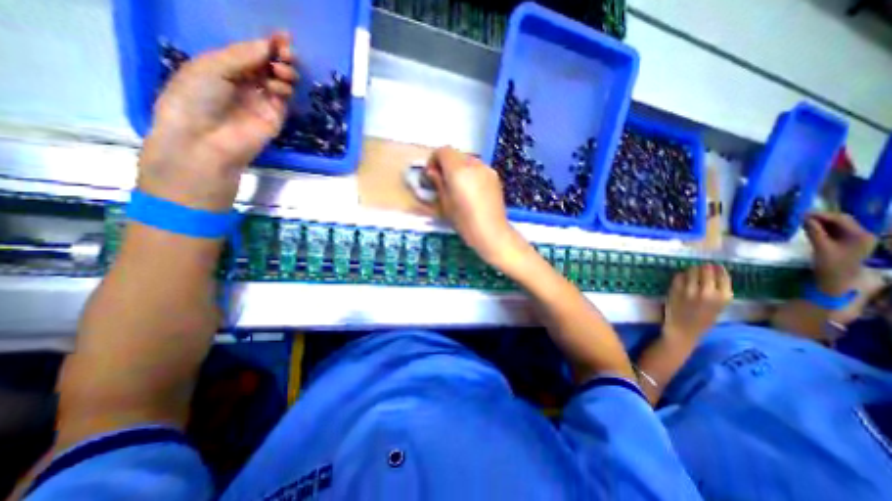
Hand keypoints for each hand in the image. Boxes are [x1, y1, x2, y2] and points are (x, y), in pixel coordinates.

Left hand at [136, 32, 295, 211]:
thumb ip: (243, 55)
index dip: (268, 43)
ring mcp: (262, 101)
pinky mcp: (275, 117)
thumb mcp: (212, 66)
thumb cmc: (196, 98)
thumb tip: (269, 45)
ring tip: (281, 72)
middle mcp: (246, 82)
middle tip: (286, 53)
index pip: (252, 52)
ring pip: (281, 81)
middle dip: (280, 56)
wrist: (206, 139)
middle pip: (270, 65)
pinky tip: (278, 87)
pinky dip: (284, 89)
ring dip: (285, 72)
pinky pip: (284, 98)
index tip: (284, 35)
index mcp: (225, 67)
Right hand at [423, 147, 523, 268]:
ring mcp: (487, 169)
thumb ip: (438, 183)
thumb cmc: (465, 221)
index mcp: (459, 170)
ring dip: (459, 167)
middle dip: (446, 163)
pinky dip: (471, 173)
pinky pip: (478, 168)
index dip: (434, 159)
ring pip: (468, 160)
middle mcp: (474, 164)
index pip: (443, 151)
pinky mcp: (495, 176)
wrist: (491, 232)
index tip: (431, 174)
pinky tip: (471, 190)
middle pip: (456, 154)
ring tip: (458, 186)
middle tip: (443, 181)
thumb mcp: (445, 203)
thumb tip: (432, 172)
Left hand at [662, 265, 730, 343]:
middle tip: (701, 267)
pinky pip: (678, 276)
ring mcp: (690, 290)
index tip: (715, 266)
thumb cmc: (702, 321)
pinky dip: (680, 275)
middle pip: (706, 270)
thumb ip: (718, 292)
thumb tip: (716, 274)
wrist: (683, 330)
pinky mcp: (675, 289)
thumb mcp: (718, 307)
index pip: (723, 276)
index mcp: (723, 297)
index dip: (718, 269)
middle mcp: (707, 292)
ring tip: (691, 271)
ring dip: (691, 269)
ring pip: (691, 271)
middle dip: (704, 267)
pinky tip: (681, 278)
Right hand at [805, 212, 876, 296]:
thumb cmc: (830, 264)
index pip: (842, 219)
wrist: (837, 279)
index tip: (803, 213)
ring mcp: (856, 238)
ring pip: (838, 225)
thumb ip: (814, 232)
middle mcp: (862, 234)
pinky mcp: (848, 242)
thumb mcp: (821, 247)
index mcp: (861, 235)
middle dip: (822, 218)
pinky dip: (823, 228)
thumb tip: (805, 219)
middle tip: (802, 217)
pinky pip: (835, 231)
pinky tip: (810, 228)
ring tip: (803, 222)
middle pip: (842, 221)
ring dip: (821, 222)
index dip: (822, 215)